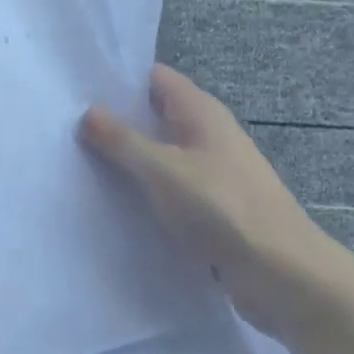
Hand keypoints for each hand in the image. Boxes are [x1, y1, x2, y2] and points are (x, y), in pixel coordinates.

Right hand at [81, 65, 326, 333]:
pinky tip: (118, 201)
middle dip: (117, 120)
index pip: (153, 77)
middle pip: (155, 114)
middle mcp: (208, 132)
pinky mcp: (216, 205)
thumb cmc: (221, 207)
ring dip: (130, 158)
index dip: (117, 79)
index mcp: (199, 110)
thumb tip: (87, 112)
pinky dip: (148, 189)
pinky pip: (172, 185)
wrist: (285, 275)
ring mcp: (214, 169)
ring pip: (162, 152)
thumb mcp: (161, 169)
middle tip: (69, 126)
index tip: (77, 88)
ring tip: (83, 162)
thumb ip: (121, 139)